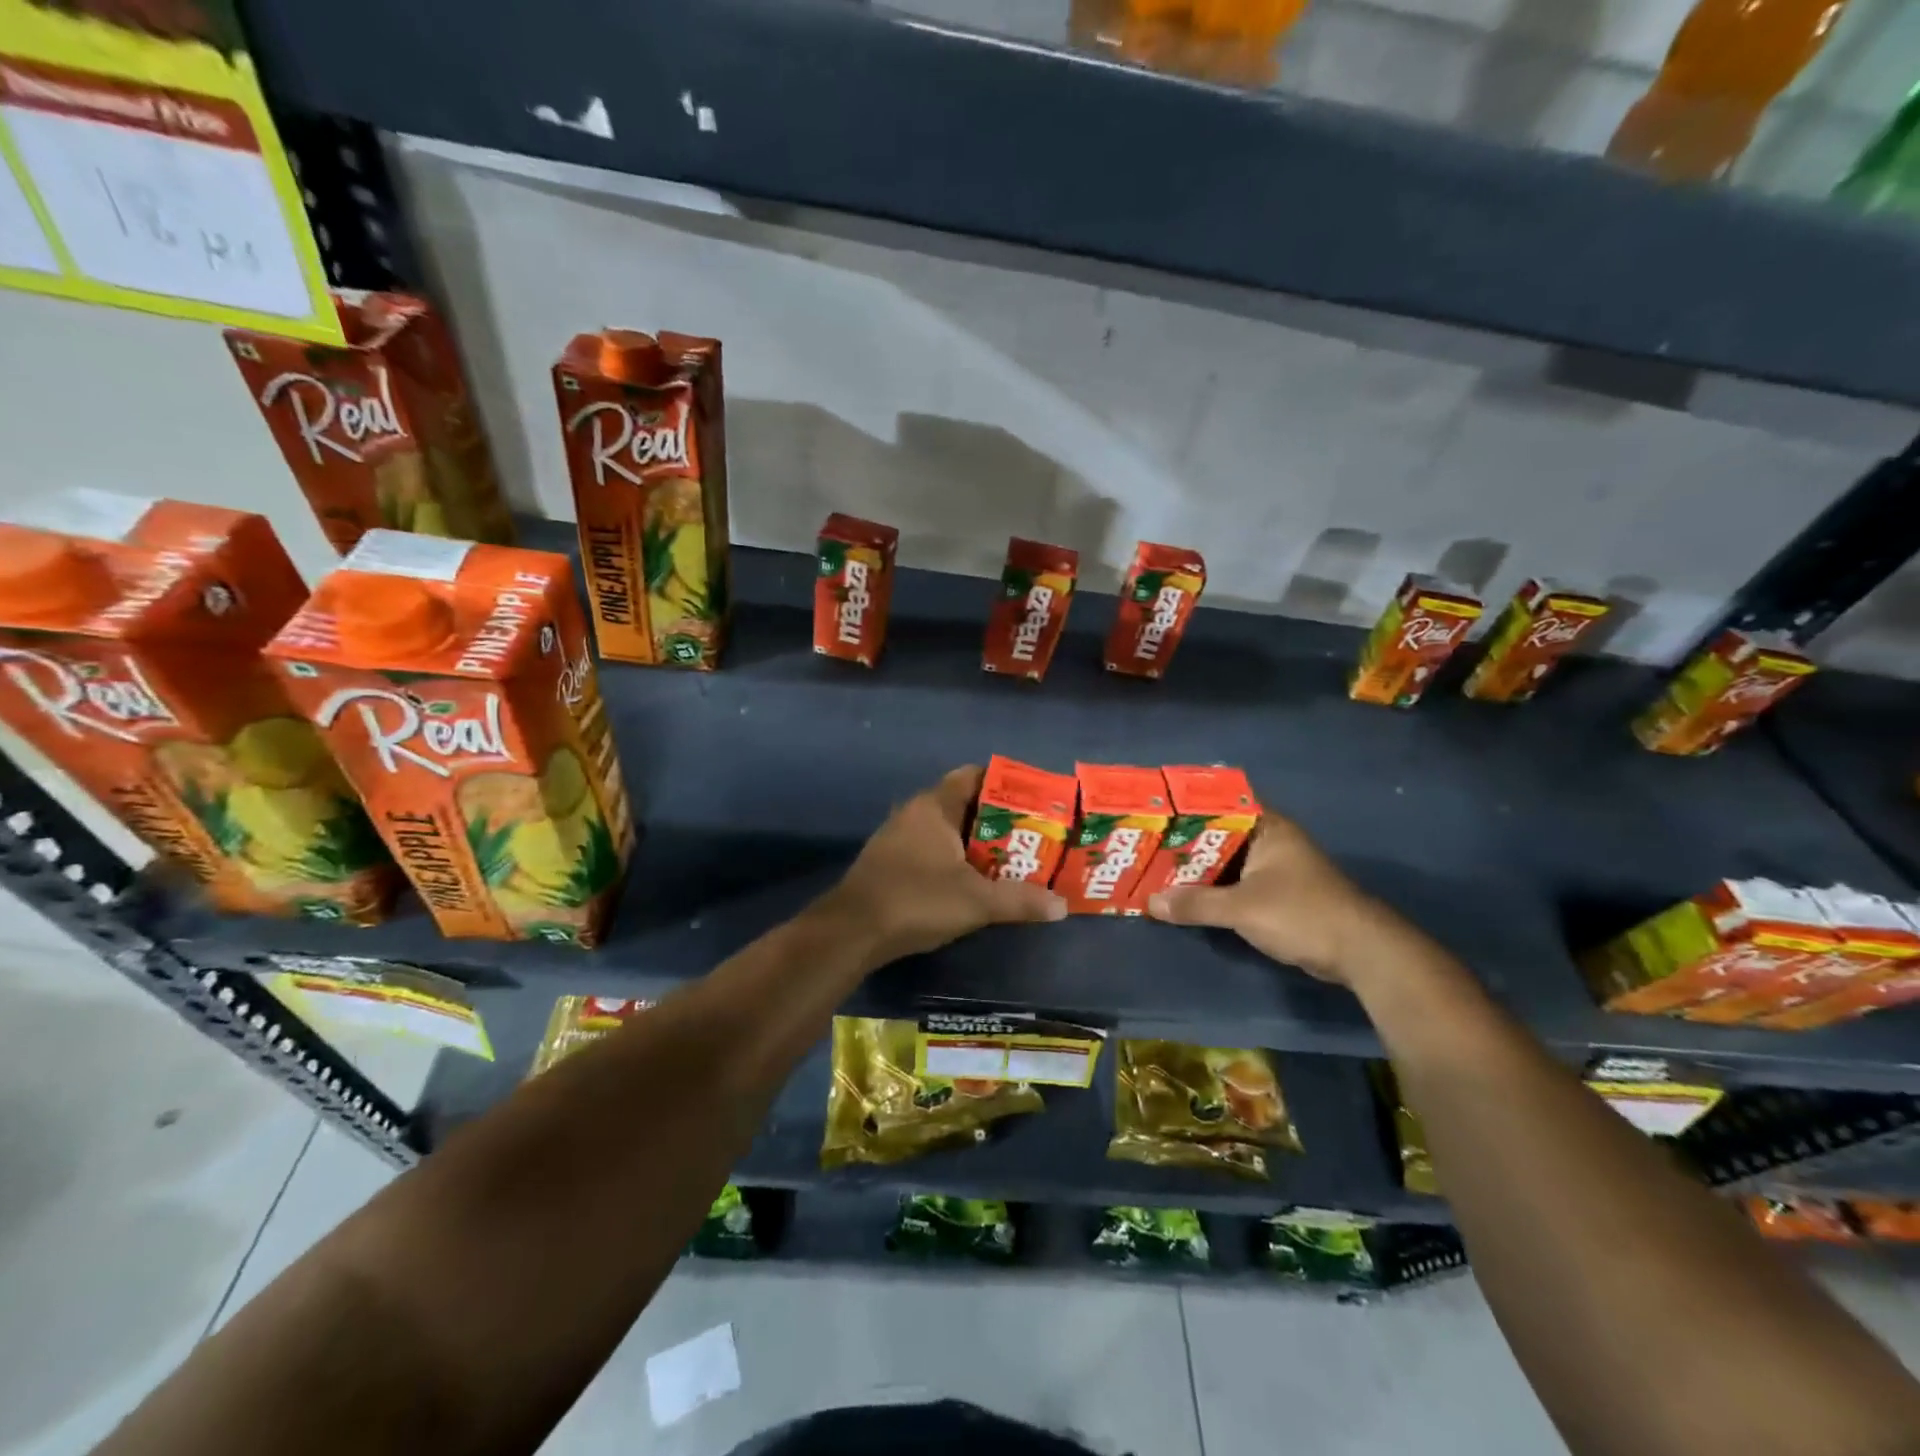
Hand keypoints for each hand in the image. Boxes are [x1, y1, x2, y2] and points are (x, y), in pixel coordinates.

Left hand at [816, 765, 1065, 968]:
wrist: (851, 931)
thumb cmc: (916, 900)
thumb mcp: (976, 901)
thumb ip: (1020, 900)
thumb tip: (1062, 906)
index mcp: (934, 806)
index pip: (972, 776)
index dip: (1004, 784)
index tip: (1033, 801)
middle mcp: (914, 813)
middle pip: (963, 804)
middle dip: (996, 819)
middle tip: (1030, 836)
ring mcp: (897, 837)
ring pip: (946, 829)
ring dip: (975, 842)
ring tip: (1010, 859)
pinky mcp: (889, 862)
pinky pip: (930, 848)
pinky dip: (953, 858)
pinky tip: (972, 881)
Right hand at [1146, 811, 1412, 986]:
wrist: (1360, 953)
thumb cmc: (1302, 913)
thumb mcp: (1242, 908)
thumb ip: (1195, 903)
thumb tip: (1150, 903)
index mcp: (1267, 827)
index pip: (1219, 804)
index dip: (1186, 806)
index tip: (1152, 812)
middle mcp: (1270, 841)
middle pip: (1217, 835)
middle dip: (1183, 842)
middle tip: (1143, 843)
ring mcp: (1274, 868)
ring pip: (1224, 862)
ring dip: (1196, 869)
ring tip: (1153, 868)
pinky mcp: (1276, 895)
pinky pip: (1234, 884)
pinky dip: (1211, 889)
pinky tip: (1184, 896)